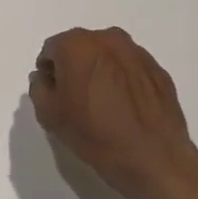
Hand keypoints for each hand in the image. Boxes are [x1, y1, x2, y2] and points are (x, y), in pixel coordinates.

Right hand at [29, 27, 197, 198]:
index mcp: (77, 45)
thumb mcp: (49, 115)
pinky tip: (125, 108)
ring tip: (103, 104)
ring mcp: (137, 53)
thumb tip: (45, 77)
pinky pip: (131, 69)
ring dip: (100, 72)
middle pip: (81, 48)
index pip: (51, 50)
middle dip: (75, 67)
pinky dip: (123, 81)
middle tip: (76, 98)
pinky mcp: (158, 70)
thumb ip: (39, 88)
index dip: (49, 72)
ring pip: (107, 57)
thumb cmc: (94, 134)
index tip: (55, 94)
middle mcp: (108, 39)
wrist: (153, 158)